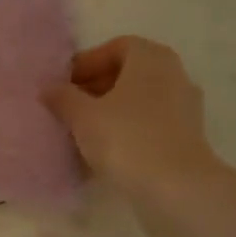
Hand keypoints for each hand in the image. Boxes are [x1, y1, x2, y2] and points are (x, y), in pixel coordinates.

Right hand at [43, 36, 218, 200]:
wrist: (176, 189)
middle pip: (129, 74)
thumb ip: (63, 97)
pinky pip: (149, 125)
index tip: (65, 85)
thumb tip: (49, 88)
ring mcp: (184, 108)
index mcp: (151, 58)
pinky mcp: (187, 138)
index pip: (116, 47)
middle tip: (69, 108)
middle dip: (96, 88)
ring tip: (82, 132)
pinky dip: (127, 131)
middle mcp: (173, 75)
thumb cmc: (126, 138)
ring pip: (139, 101)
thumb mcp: (83, 116)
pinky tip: (104, 152)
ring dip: (110, 112)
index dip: (87, 63)